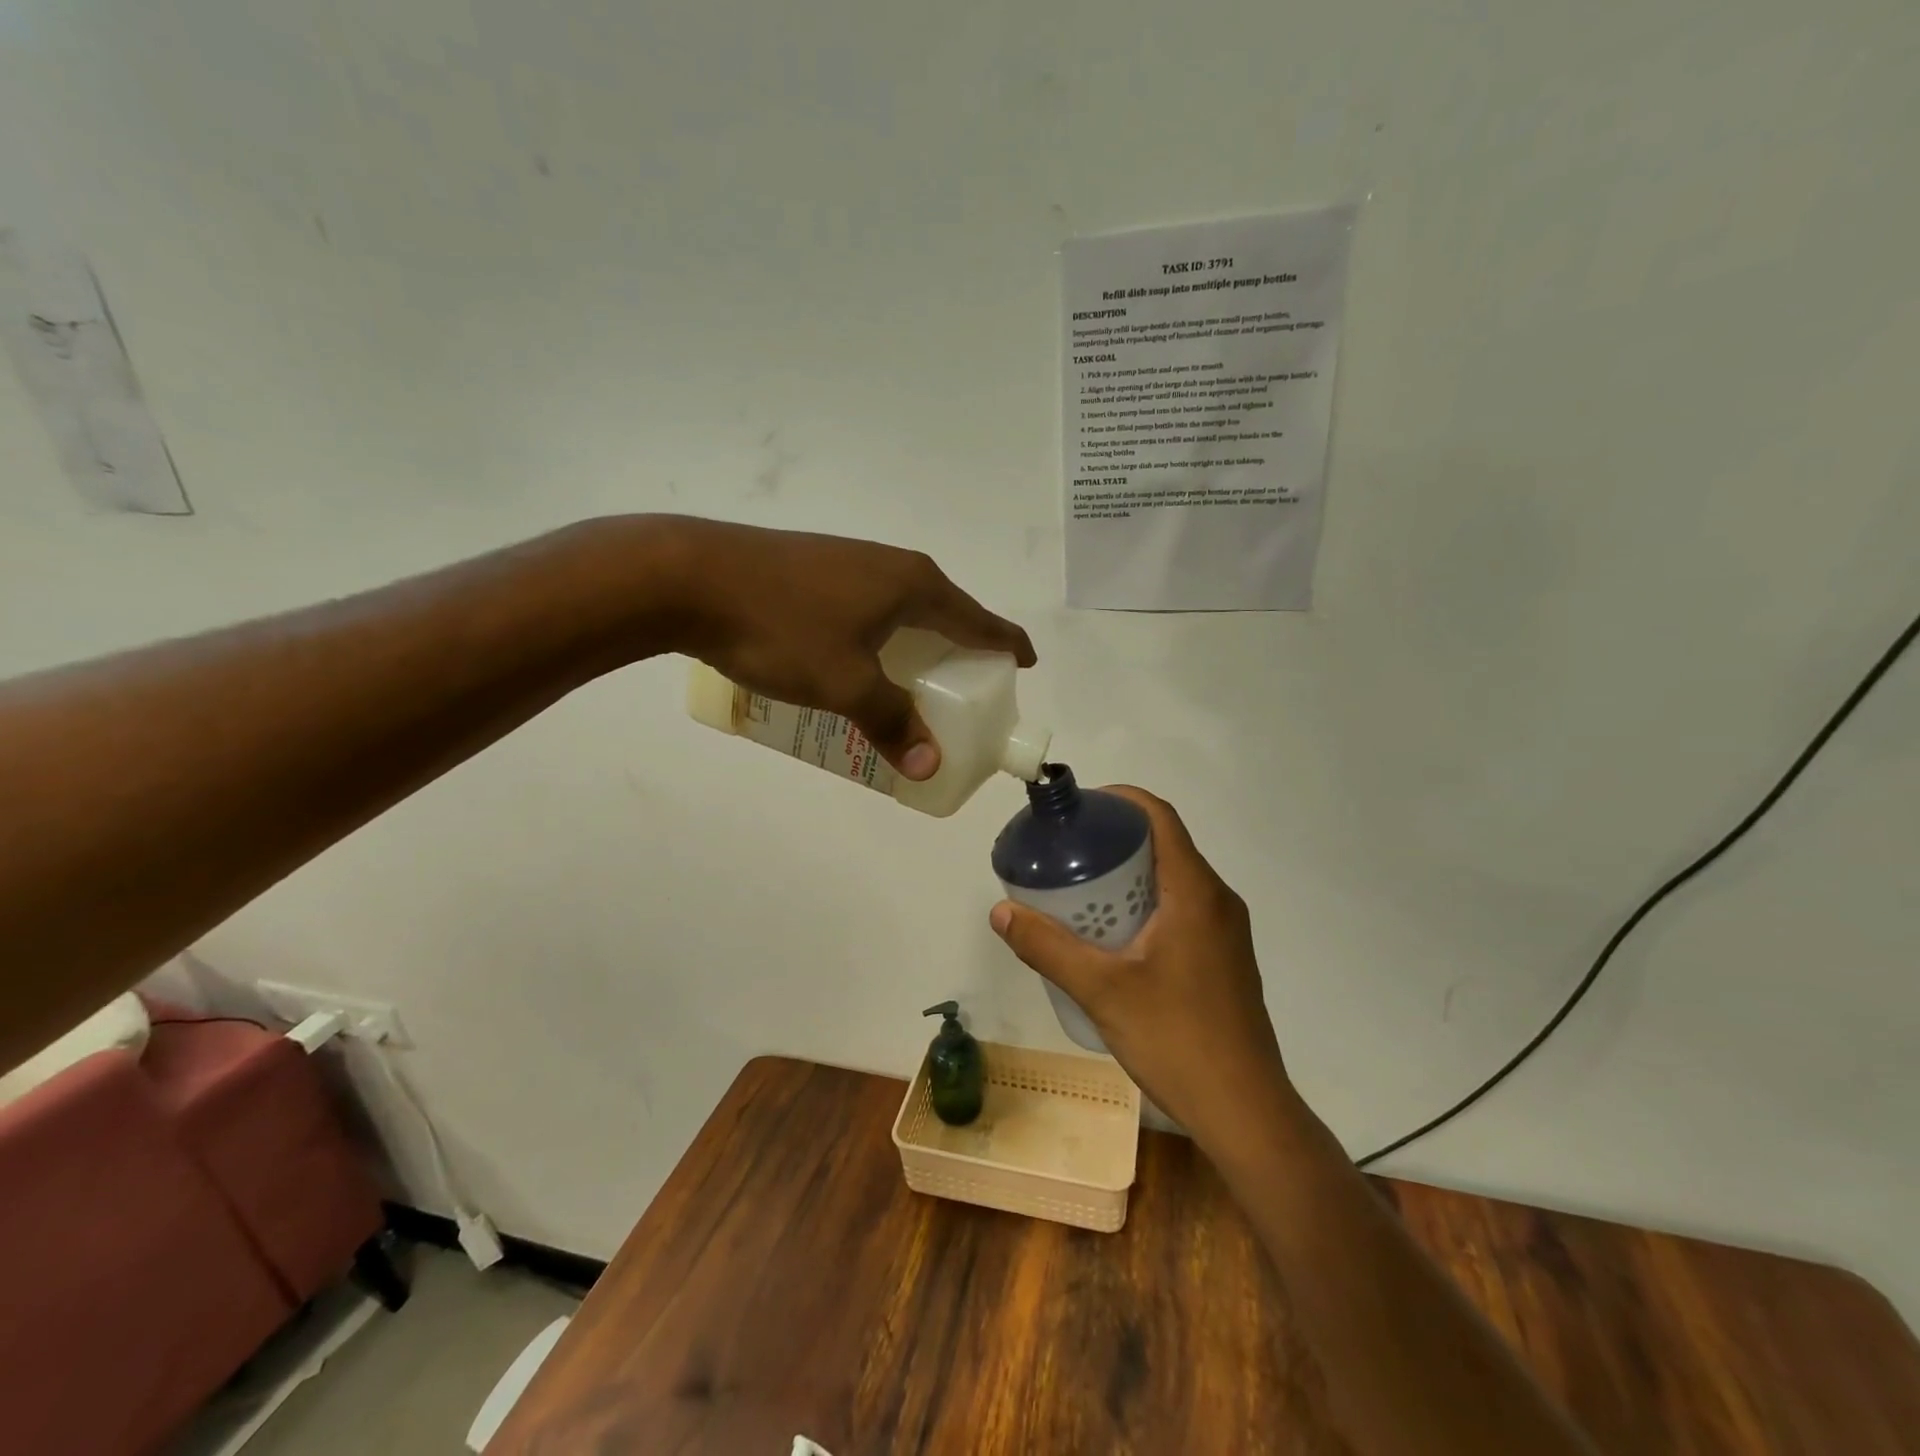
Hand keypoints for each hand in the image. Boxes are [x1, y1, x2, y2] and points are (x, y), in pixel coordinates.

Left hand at [652, 517, 1034, 778]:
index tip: (1026, 664)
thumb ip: (890, 722)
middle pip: (944, 611)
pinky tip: (859, 660)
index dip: (1006, 643)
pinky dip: (881, 637)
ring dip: (916, 644)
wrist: (687, 576)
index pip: (978, 618)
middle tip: (964, 691)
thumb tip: (928, 766)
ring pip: (902, 609)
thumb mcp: (844, 684)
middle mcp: (890, 565)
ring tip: (914, 682)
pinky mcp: (814, 568)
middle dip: (960, 650)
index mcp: (913, 585)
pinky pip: (869, 607)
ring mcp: (849, 562)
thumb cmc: (781, 627)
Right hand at [989, 787, 1291, 1151]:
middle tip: (1066, 852)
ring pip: (1173, 880)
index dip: (1119, 800)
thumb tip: (1001, 910)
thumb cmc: (1177, 1039)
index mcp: (1196, 892)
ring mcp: (1226, 932)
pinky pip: (1182, 909)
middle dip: (1115, 840)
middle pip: (1165, 845)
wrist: (1246, 1112)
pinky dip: (1145, 903)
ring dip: (1129, 874)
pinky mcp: (1224, 959)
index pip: (1160, 817)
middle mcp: (1218, 901)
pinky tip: (1111, 936)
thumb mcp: (1102, 990)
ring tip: (1079, 891)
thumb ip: (1048, 947)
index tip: (1078, 809)